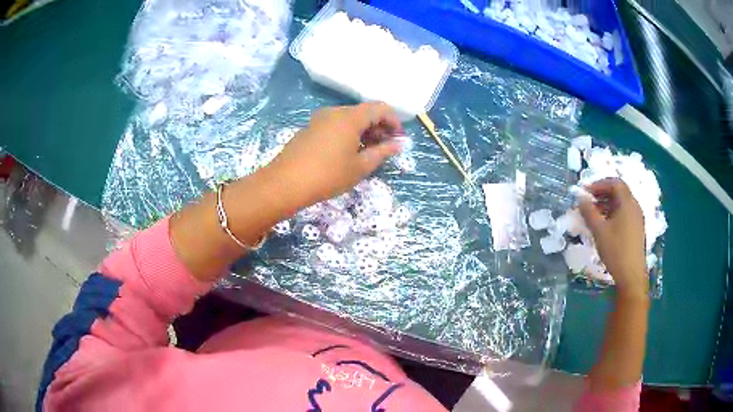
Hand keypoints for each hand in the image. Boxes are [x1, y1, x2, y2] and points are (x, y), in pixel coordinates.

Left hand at [266, 102, 403, 209]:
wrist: (285, 183)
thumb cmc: (328, 175)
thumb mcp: (360, 167)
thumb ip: (382, 152)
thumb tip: (399, 144)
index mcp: (350, 117)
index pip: (380, 108)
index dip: (394, 121)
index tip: (398, 139)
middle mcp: (335, 112)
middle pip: (364, 112)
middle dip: (379, 127)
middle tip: (386, 148)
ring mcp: (319, 119)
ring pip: (349, 118)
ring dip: (363, 131)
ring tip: (368, 152)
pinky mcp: (310, 128)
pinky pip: (335, 124)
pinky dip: (347, 133)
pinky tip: (347, 152)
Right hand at [578, 178, 647, 296]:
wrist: (632, 275)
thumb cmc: (616, 250)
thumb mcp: (599, 230)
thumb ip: (589, 212)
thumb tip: (580, 197)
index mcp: (627, 202)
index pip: (614, 183)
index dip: (599, 184)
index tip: (586, 192)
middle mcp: (635, 206)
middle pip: (619, 192)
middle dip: (602, 194)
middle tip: (588, 203)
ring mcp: (637, 218)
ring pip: (622, 204)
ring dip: (607, 205)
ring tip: (594, 215)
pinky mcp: (637, 229)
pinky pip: (625, 214)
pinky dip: (614, 214)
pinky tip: (605, 226)